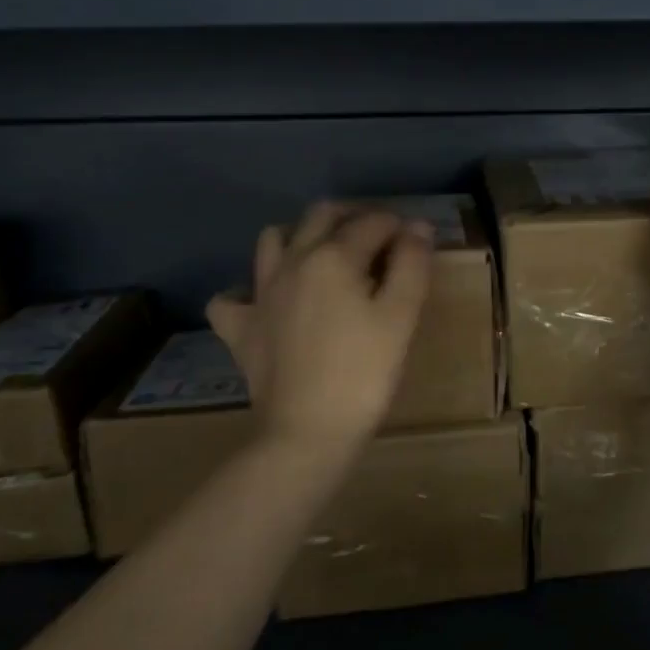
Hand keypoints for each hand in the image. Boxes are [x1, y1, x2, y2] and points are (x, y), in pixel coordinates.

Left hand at [207, 203, 432, 456]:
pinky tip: (270, 302)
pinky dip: (250, 291)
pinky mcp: (241, 327)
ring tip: (327, 258)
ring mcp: (260, 293)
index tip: (416, 245)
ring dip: (301, 235)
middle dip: (355, 216)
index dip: (400, 228)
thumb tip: (417, 227)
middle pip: (322, 215)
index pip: (373, 222)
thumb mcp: (401, 317)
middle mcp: (292, 262)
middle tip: (381, 239)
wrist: (307, 433)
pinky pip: (233, 296)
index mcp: (334, 256)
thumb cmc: (364, 374)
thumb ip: (412, 264)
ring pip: (273, 239)